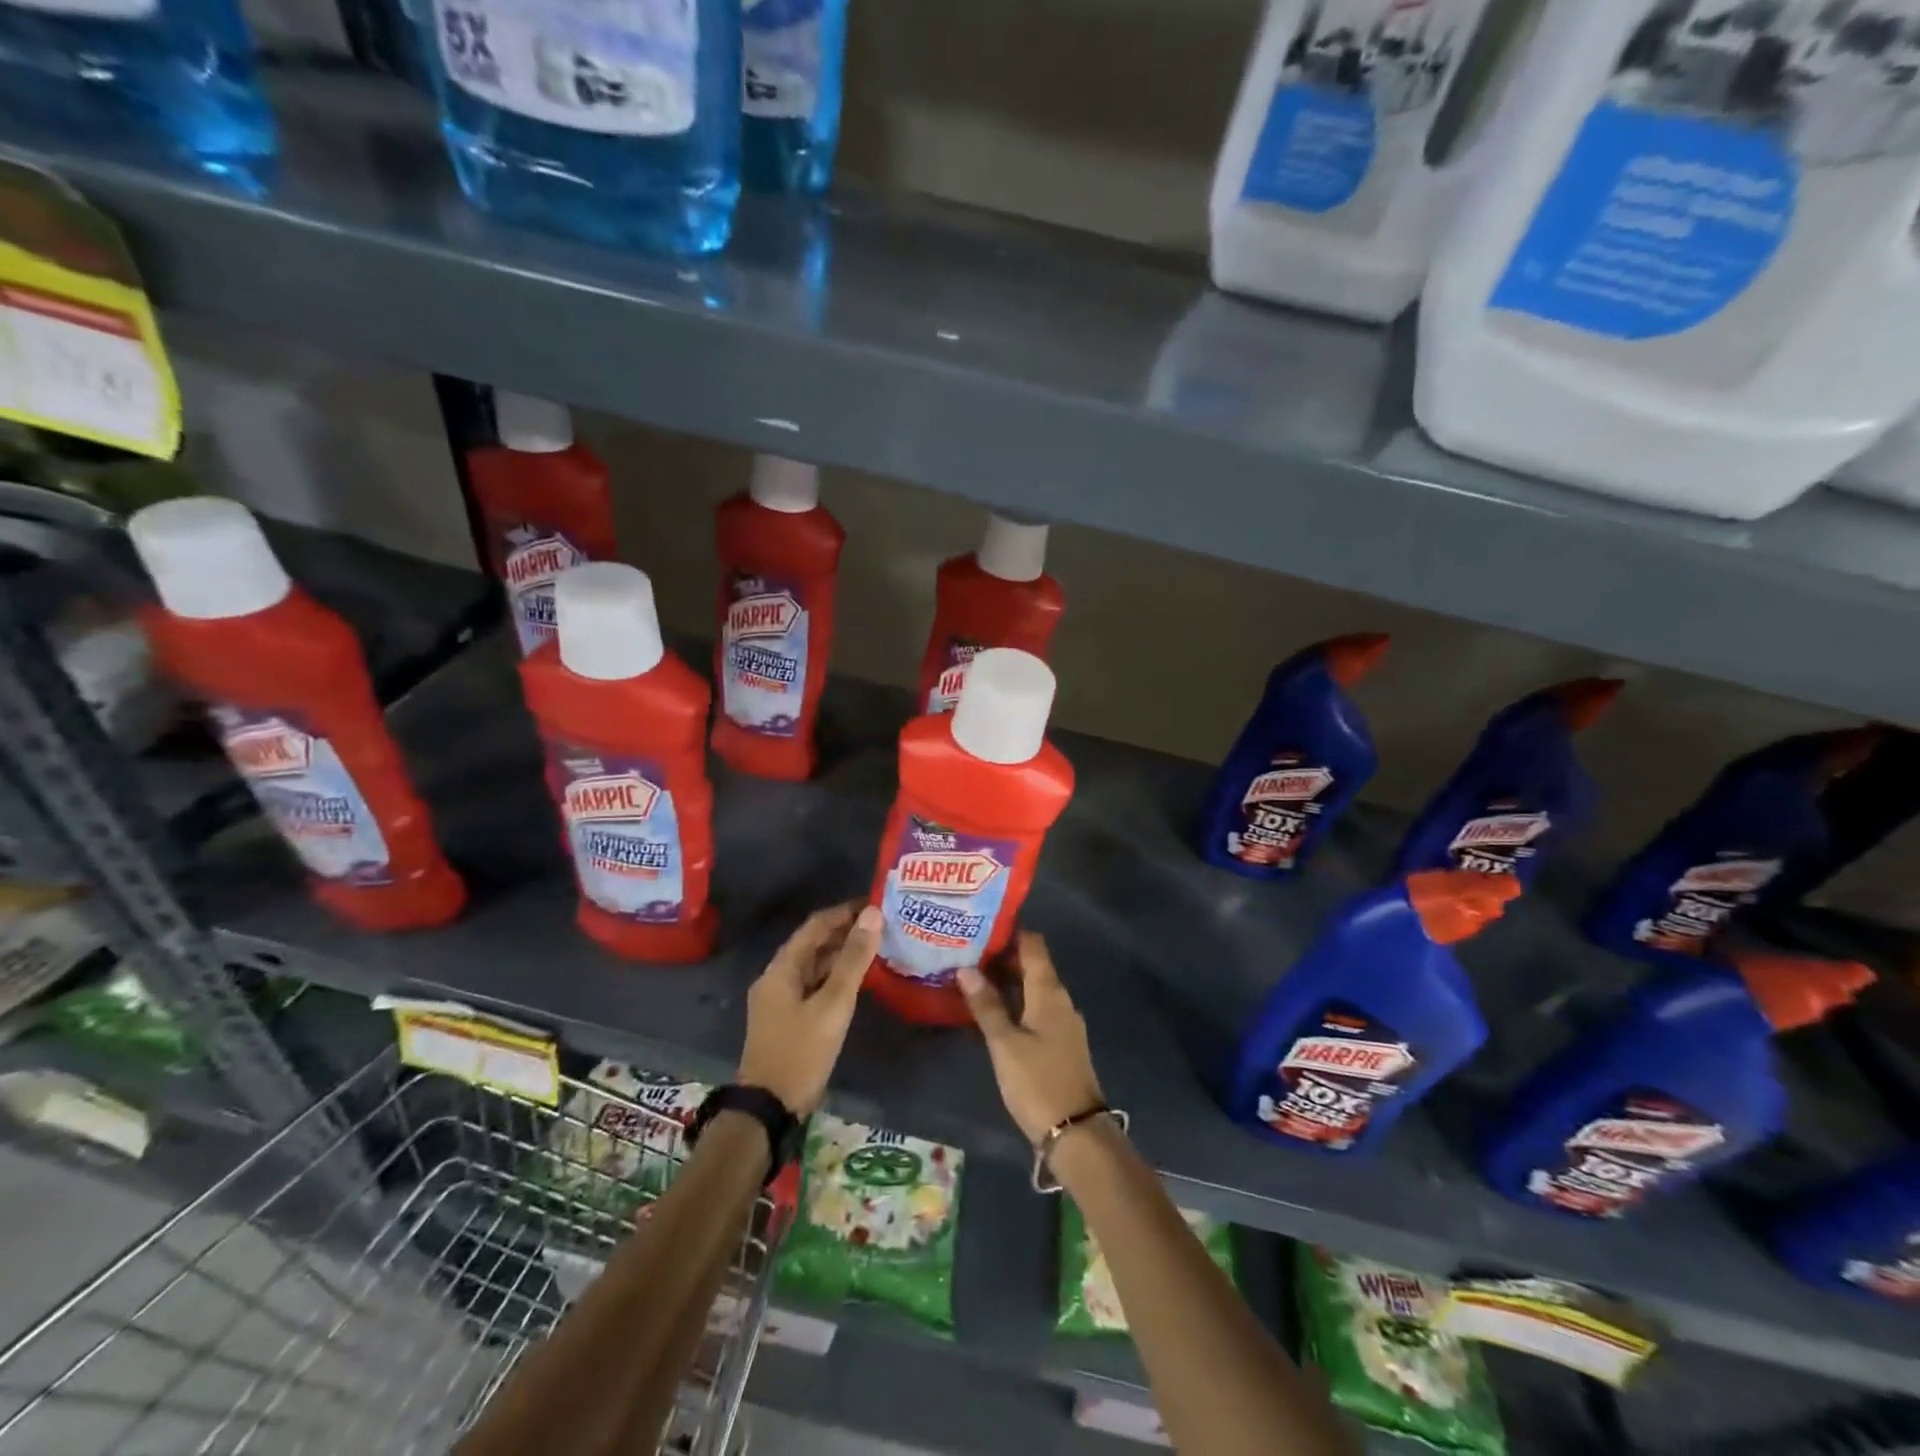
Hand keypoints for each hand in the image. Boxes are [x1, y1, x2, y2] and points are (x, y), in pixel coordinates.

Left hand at [738, 903, 881, 1115]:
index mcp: (782, 968)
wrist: (769, 1109)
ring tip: (878, 947)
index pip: (816, 925)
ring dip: (842, 954)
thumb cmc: (801, 1052)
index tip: (877, 903)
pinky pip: (814, 985)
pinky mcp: (787, 1018)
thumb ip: (854, 959)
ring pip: (814, 965)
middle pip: (814, 943)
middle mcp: (777, 977)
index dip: (845, 911)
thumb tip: (873, 914)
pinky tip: (860, 980)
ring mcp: (780, 999)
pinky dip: (835, 977)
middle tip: (884, 925)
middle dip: (846, 931)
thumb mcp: (833, 1004)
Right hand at [957, 932, 1104, 1143]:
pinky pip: (1037, 1008)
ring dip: (1008, 981)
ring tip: (973, 978)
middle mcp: (1060, 999)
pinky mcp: (1061, 1043)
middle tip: (968, 952)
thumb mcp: (1005, 1043)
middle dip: (1003, 957)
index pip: (1033, 945)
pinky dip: (1016, 1002)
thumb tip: (966, 968)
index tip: (981, 926)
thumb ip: (986, 1005)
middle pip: (1033, 965)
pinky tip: (993, 1011)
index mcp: (1049, 992)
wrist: (1076, 1132)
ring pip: (1034, 988)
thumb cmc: (1037, 1081)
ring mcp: (1063, 1022)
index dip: (1010, 931)